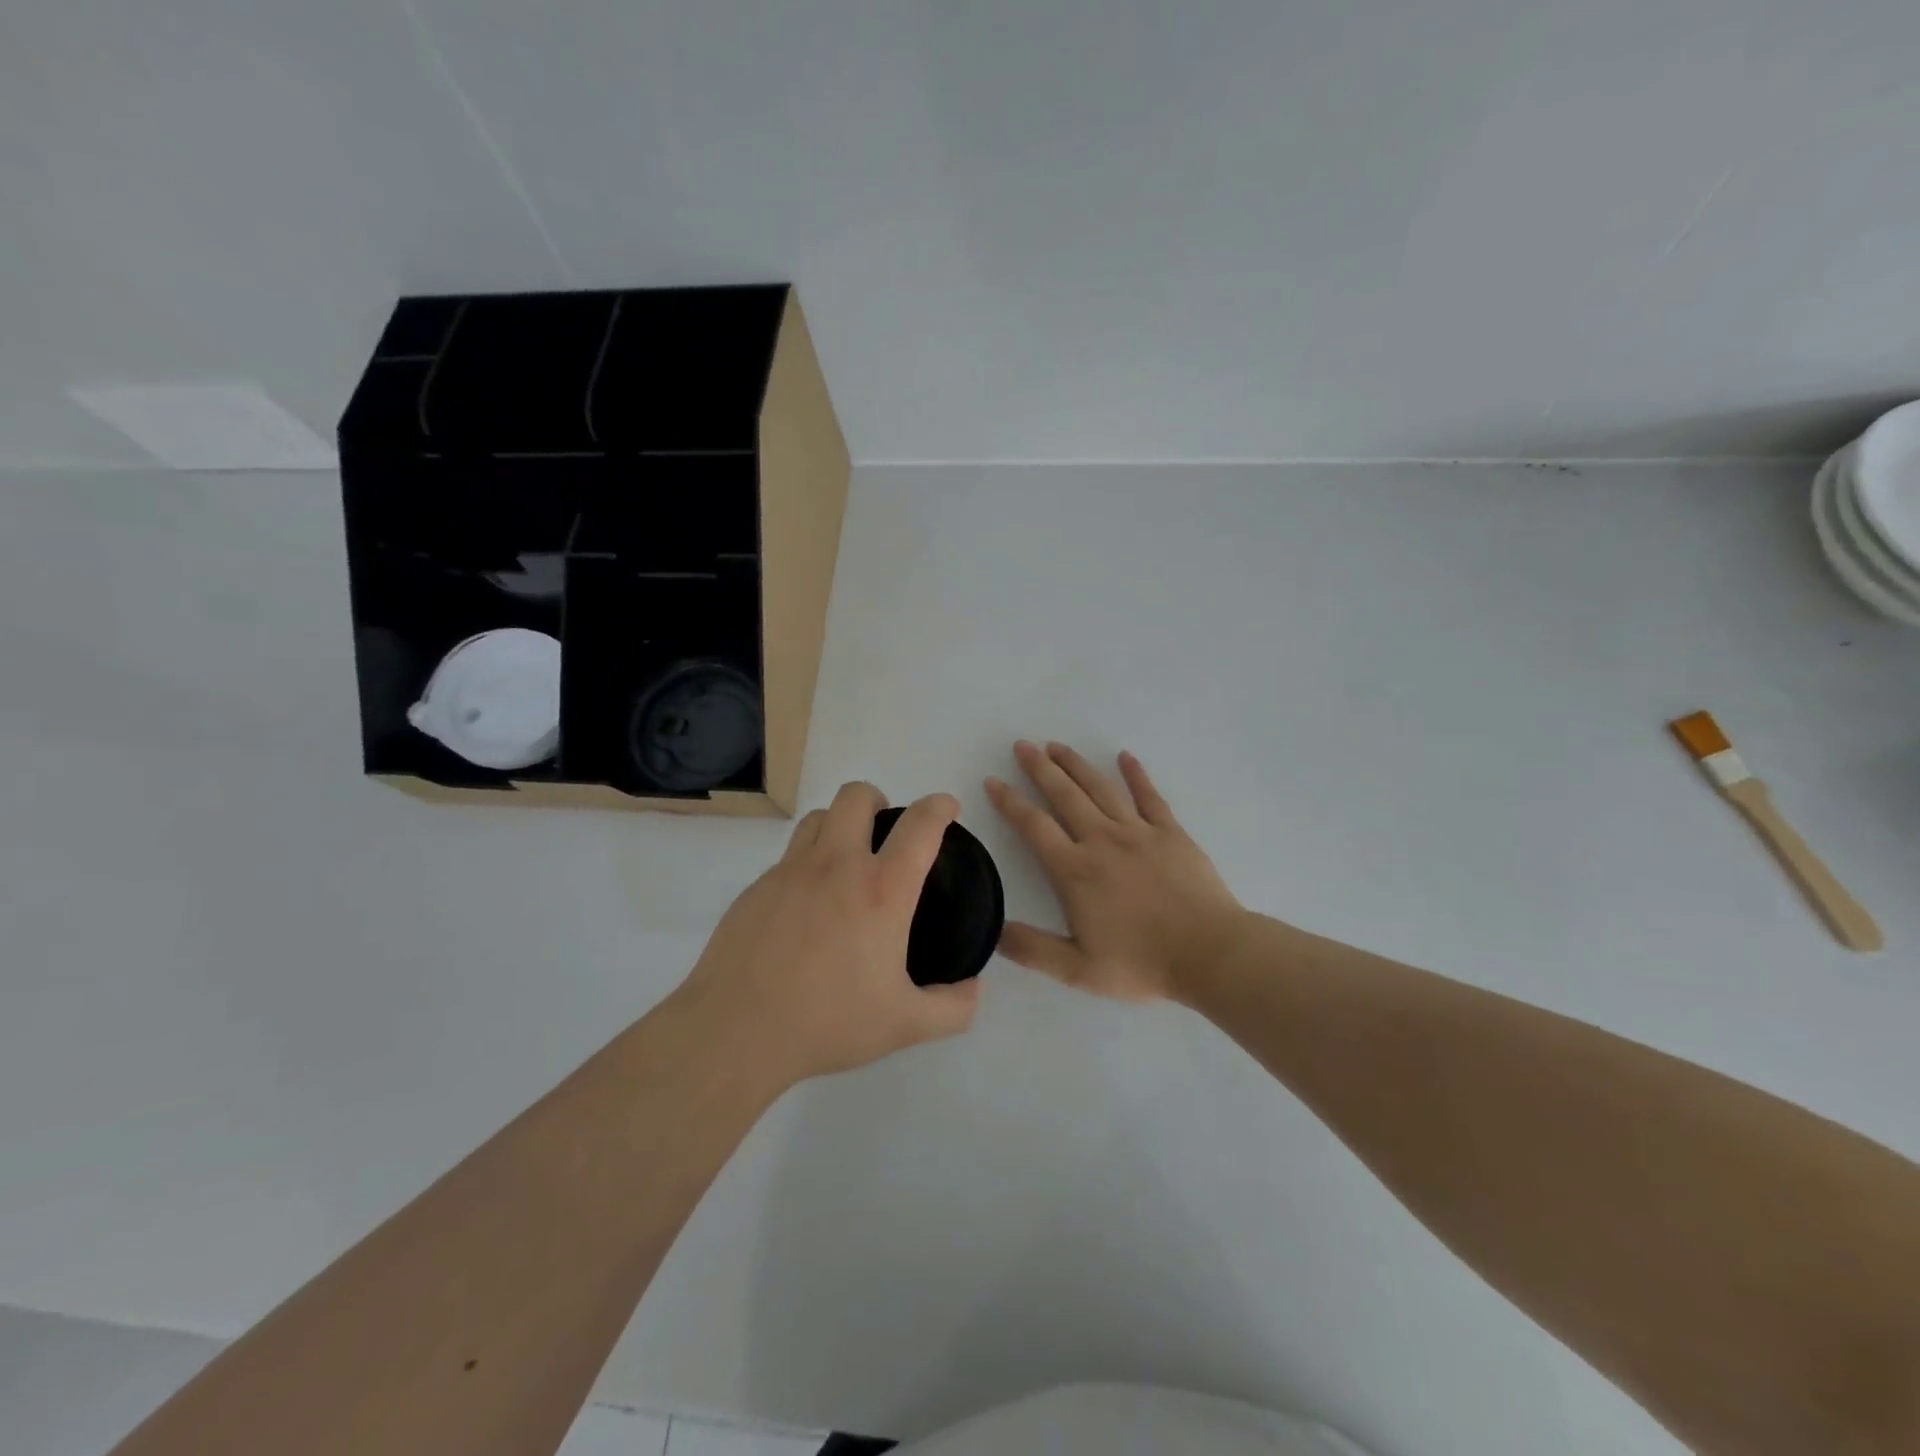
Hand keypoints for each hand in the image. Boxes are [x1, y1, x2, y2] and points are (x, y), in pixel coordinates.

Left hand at [675, 782, 979, 1088]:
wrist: (736, 1031)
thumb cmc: (828, 1022)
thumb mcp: (904, 1025)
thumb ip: (952, 1008)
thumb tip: (975, 989)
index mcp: (881, 890)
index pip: (919, 825)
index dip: (940, 806)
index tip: (946, 808)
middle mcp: (836, 866)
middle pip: (857, 797)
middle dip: (879, 801)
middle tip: (885, 832)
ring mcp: (790, 872)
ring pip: (818, 818)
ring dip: (839, 825)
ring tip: (845, 860)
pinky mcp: (756, 888)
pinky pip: (788, 856)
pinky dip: (807, 864)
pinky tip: (806, 906)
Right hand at [987, 741, 1247, 1003]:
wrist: (1209, 954)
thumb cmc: (1141, 963)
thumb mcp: (1077, 970)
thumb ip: (1032, 949)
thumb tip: (992, 931)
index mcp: (1075, 871)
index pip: (1034, 826)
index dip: (1010, 802)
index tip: (993, 780)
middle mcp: (1102, 841)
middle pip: (1065, 795)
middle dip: (1040, 768)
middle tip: (1023, 745)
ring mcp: (1139, 832)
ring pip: (1100, 788)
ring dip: (1076, 764)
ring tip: (1057, 745)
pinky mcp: (1171, 833)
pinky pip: (1149, 796)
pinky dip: (1135, 774)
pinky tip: (1124, 756)